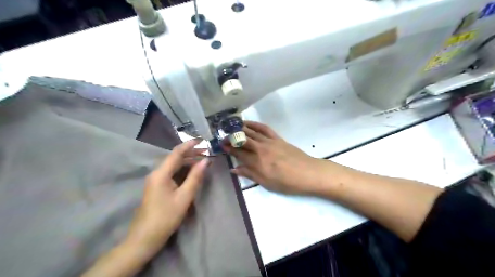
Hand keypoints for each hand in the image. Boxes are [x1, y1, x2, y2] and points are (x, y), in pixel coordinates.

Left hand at [125, 141, 208, 258]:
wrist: (144, 238)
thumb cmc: (166, 217)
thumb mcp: (184, 197)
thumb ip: (195, 177)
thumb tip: (206, 161)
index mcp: (161, 174)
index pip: (176, 153)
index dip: (189, 145)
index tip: (202, 139)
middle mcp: (156, 173)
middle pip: (175, 158)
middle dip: (191, 153)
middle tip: (207, 152)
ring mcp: (155, 180)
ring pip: (173, 166)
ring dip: (188, 162)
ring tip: (203, 161)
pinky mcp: (157, 187)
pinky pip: (171, 173)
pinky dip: (183, 170)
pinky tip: (192, 172)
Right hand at [224, 121, 325, 194]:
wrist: (308, 173)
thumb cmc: (287, 182)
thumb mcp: (266, 183)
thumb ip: (250, 174)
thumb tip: (234, 169)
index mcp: (257, 162)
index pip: (238, 152)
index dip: (229, 148)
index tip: (221, 144)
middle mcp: (261, 149)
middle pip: (243, 140)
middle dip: (231, 137)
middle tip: (223, 135)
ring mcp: (269, 141)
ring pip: (252, 132)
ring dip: (240, 128)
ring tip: (231, 126)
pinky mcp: (277, 138)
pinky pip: (264, 128)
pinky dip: (255, 124)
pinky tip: (248, 123)